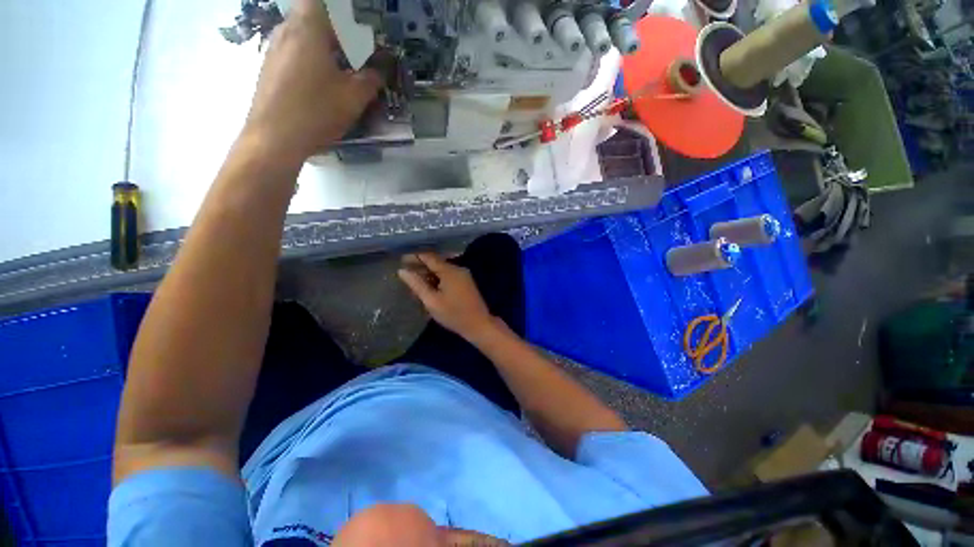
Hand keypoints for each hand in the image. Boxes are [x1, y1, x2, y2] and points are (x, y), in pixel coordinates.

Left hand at [241, 0, 382, 166]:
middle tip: (356, 51)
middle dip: (337, 30)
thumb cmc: (316, 112)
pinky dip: (310, 57)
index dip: (344, 14)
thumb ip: (371, 80)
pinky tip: (321, 83)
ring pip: (302, 34)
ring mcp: (273, 49)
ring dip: (323, 45)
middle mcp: (286, 30)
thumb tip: (380, 71)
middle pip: (312, 16)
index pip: (325, 4)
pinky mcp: (268, 67)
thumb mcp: (353, 98)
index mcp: (308, 29)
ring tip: (341, 69)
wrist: (274, 138)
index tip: (360, 30)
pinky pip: (293, 50)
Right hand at [398, 253, 499, 342]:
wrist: (479, 324)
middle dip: (420, 266)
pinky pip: (447, 275)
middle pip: (435, 262)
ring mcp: (463, 275)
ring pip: (441, 269)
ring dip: (428, 274)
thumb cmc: (454, 314)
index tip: (400, 259)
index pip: (429, 256)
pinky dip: (437, 279)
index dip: (414, 256)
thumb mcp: (431, 301)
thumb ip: (417, 285)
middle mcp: (457, 268)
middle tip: (404, 273)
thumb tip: (402, 271)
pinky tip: (428, 287)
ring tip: (414, 282)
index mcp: (449, 270)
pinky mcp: (465, 282)